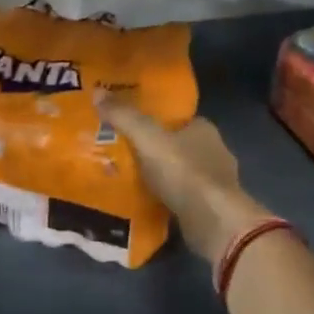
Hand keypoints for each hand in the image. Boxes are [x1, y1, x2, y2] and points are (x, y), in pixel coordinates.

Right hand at [96, 92, 272, 261]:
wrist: (213, 221)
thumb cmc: (183, 172)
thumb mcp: (147, 138)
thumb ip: (124, 116)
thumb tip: (97, 92)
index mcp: (204, 129)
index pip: (177, 119)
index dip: (155, 121)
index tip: (130, 126)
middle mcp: (214, 151)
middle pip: (178, 146)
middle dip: (155, 150)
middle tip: (123, 154)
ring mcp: (215, 182)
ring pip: (181, 173)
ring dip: (161, 176)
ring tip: (129, 180)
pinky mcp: (212, 208)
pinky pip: (183, 197)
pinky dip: (168, 199)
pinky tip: (147, 203)